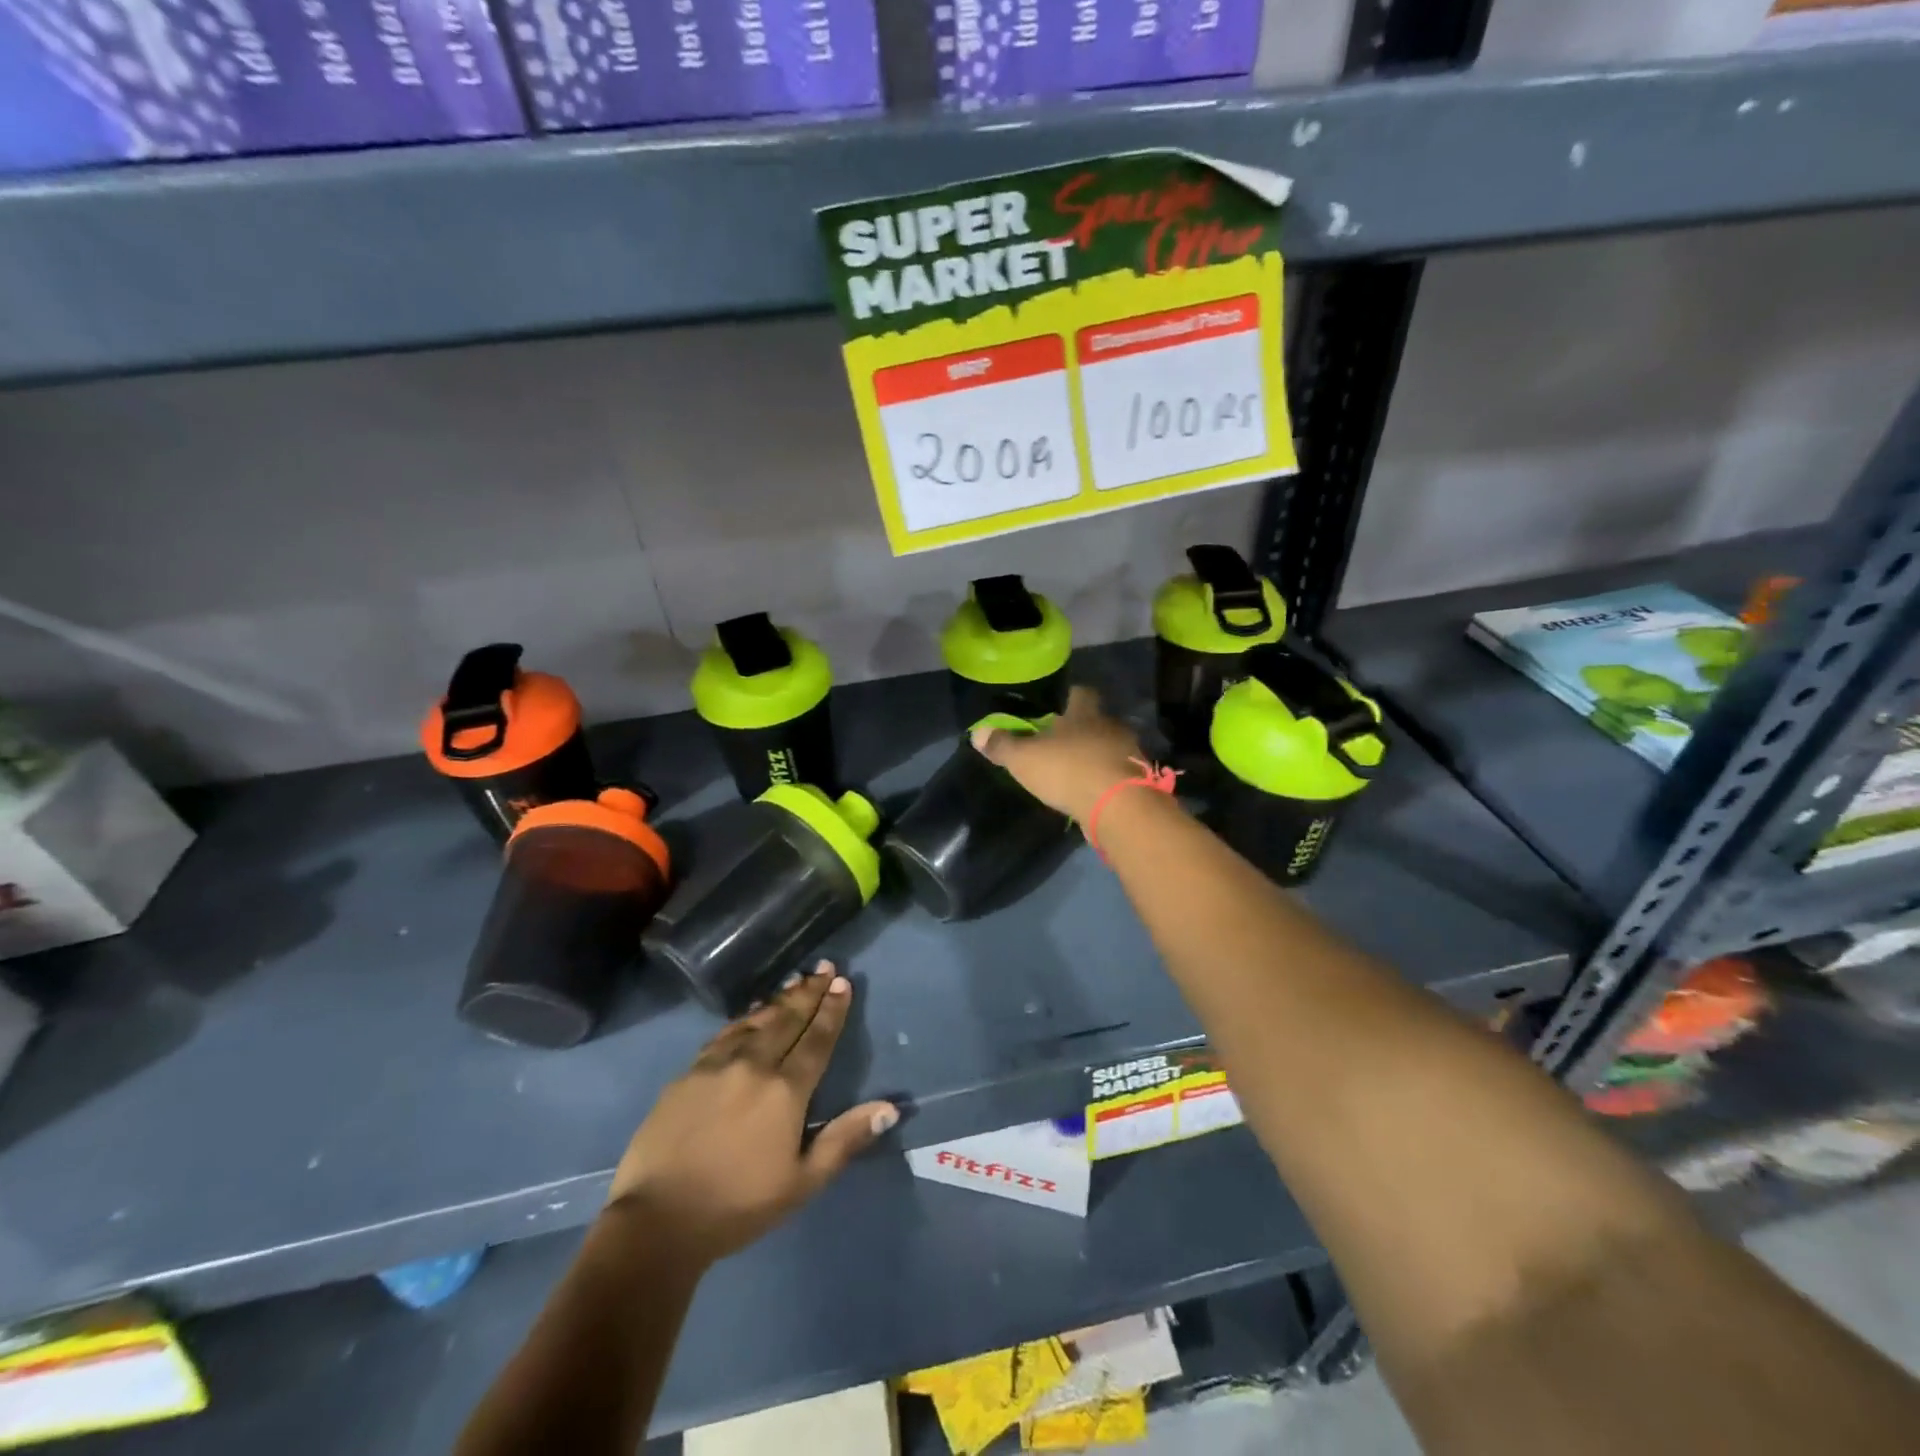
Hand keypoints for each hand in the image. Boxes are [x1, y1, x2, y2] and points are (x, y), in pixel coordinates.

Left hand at [607, 964, 897, 1266]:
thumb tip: (890, 1108)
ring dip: (778, 1001)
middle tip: (824, 967)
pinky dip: (743, 1019)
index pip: (817, 1039)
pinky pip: (723, 1035)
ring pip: (755, 1021)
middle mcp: (754, 1065)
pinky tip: (749, 1016)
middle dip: (809, 992)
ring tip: (794, 983)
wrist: (657, 1220)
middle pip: (787, 1020)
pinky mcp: (687, 1074)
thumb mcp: (803, 1182)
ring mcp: (716, 1065)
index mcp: (786, 1090)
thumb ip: (845, 1139)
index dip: (832, 1010)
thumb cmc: (738, 1205)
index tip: (842, 983)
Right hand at [971, 686, 1146, 821]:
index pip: (1081, 693)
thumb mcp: (1024, 759)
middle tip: (1058, 742)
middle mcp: (1111, 727)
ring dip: (1092, 757)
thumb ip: (1002, 745)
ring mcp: (1128, 754)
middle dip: (1078, 730)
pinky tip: (1088, 792)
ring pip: (1107, 748)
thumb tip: (977, 733)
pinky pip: (1115, 774)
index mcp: (1085, 713)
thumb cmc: (1069, 770)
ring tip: (1072, 770)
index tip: (1055, 707)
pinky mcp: (1136, 782)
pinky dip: (1103, 780)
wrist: (1119, 808)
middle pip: (1095, 721)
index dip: (1068, 697)